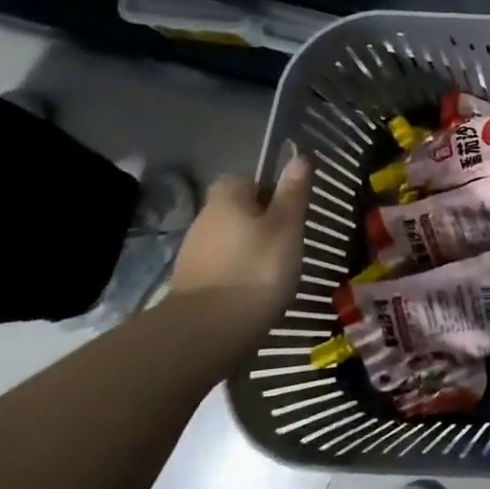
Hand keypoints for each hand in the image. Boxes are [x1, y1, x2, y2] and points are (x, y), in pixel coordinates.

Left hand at [170, 155, 310, 319]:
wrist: (207, 331)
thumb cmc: (257, 268)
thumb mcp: (287, 227)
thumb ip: (292, 193)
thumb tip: (298, 157)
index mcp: (227, 198)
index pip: (247, 178)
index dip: (270, 189)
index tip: (290, 209)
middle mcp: (205, 218)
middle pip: (237, 208)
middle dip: (260, 219)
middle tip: (289, 239)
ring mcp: (194, 252)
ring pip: (230, 238)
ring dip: (250, 247)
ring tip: (276, 268)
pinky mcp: (191, 283)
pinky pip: (222, 264)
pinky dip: (238, 271)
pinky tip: (255, 288)